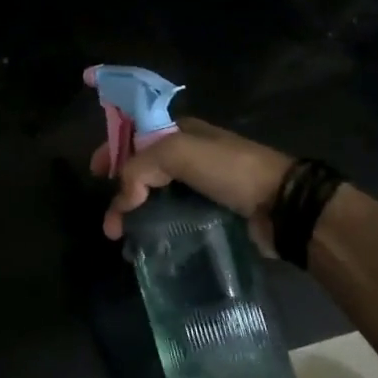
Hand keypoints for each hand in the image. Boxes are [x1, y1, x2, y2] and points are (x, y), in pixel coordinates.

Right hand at [91, 117, 293, 252]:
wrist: (282, 204)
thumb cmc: (229, 169)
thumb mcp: (178, 152)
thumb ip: (140, 168)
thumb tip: (122, 202)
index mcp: (180, 131)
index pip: (135, 135)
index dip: (112, 149)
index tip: (94, 172)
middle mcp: (188, 156)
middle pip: (142, 169)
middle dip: (120, 190)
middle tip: (110, 221)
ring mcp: (200, 187)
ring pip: (156, 197)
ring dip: (135, 215)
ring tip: (122, 239)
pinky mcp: (210, 215)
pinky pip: (173, 219)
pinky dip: (156, 230)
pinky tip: (145, 246)